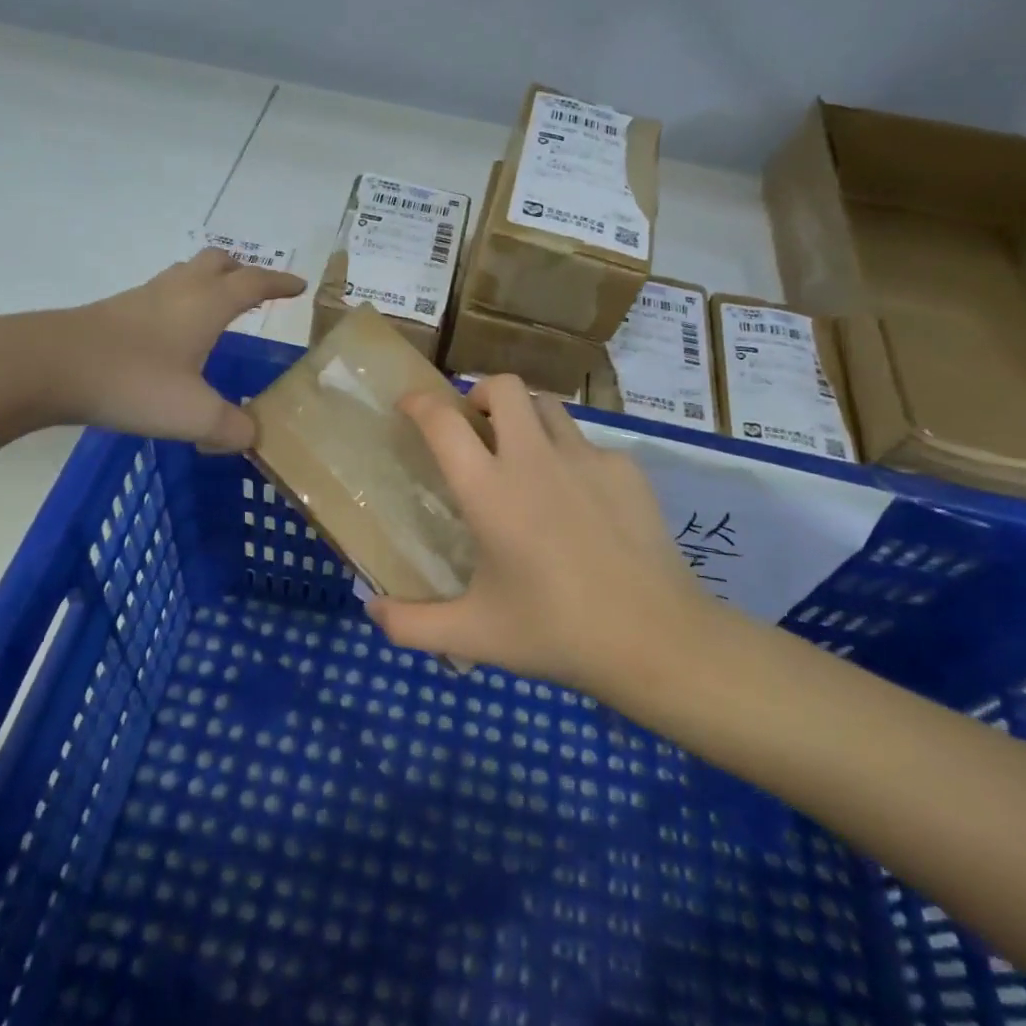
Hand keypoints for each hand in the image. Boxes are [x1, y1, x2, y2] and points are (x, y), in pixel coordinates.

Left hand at [46, 249, 305, 448]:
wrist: (47, 366)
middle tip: (256, 291)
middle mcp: (176, 292)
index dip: (279, 283)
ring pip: (183, 276)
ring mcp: (140, 300)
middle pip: (216, 263)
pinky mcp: (112, 315)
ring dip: (206, 284)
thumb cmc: (133, 382)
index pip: (253, 283)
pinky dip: (177, 306)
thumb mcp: (195, 415)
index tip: (298, 286)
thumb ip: (232, 428)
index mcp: (206, 306)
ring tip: (217, 311)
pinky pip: (157, 298)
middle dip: (241, 271)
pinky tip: (171, 339)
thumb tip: (250, 436)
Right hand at [366, 376, 723, 704]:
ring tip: (523, 457)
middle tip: (473, 427)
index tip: (408, 406)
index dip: (418, 403)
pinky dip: (569, 458)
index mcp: (489, 491)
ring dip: (524, 418)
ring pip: (548, 407)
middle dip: (479, 393)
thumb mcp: (473, 635)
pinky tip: (578, 504)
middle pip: (503, 386)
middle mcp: (534, 459)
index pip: (442, 422)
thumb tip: (370, 611)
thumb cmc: (555, 633)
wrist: (655, 639)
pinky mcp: (626, 470)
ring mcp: (586, 458)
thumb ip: (410, 625)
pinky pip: (587, 445)